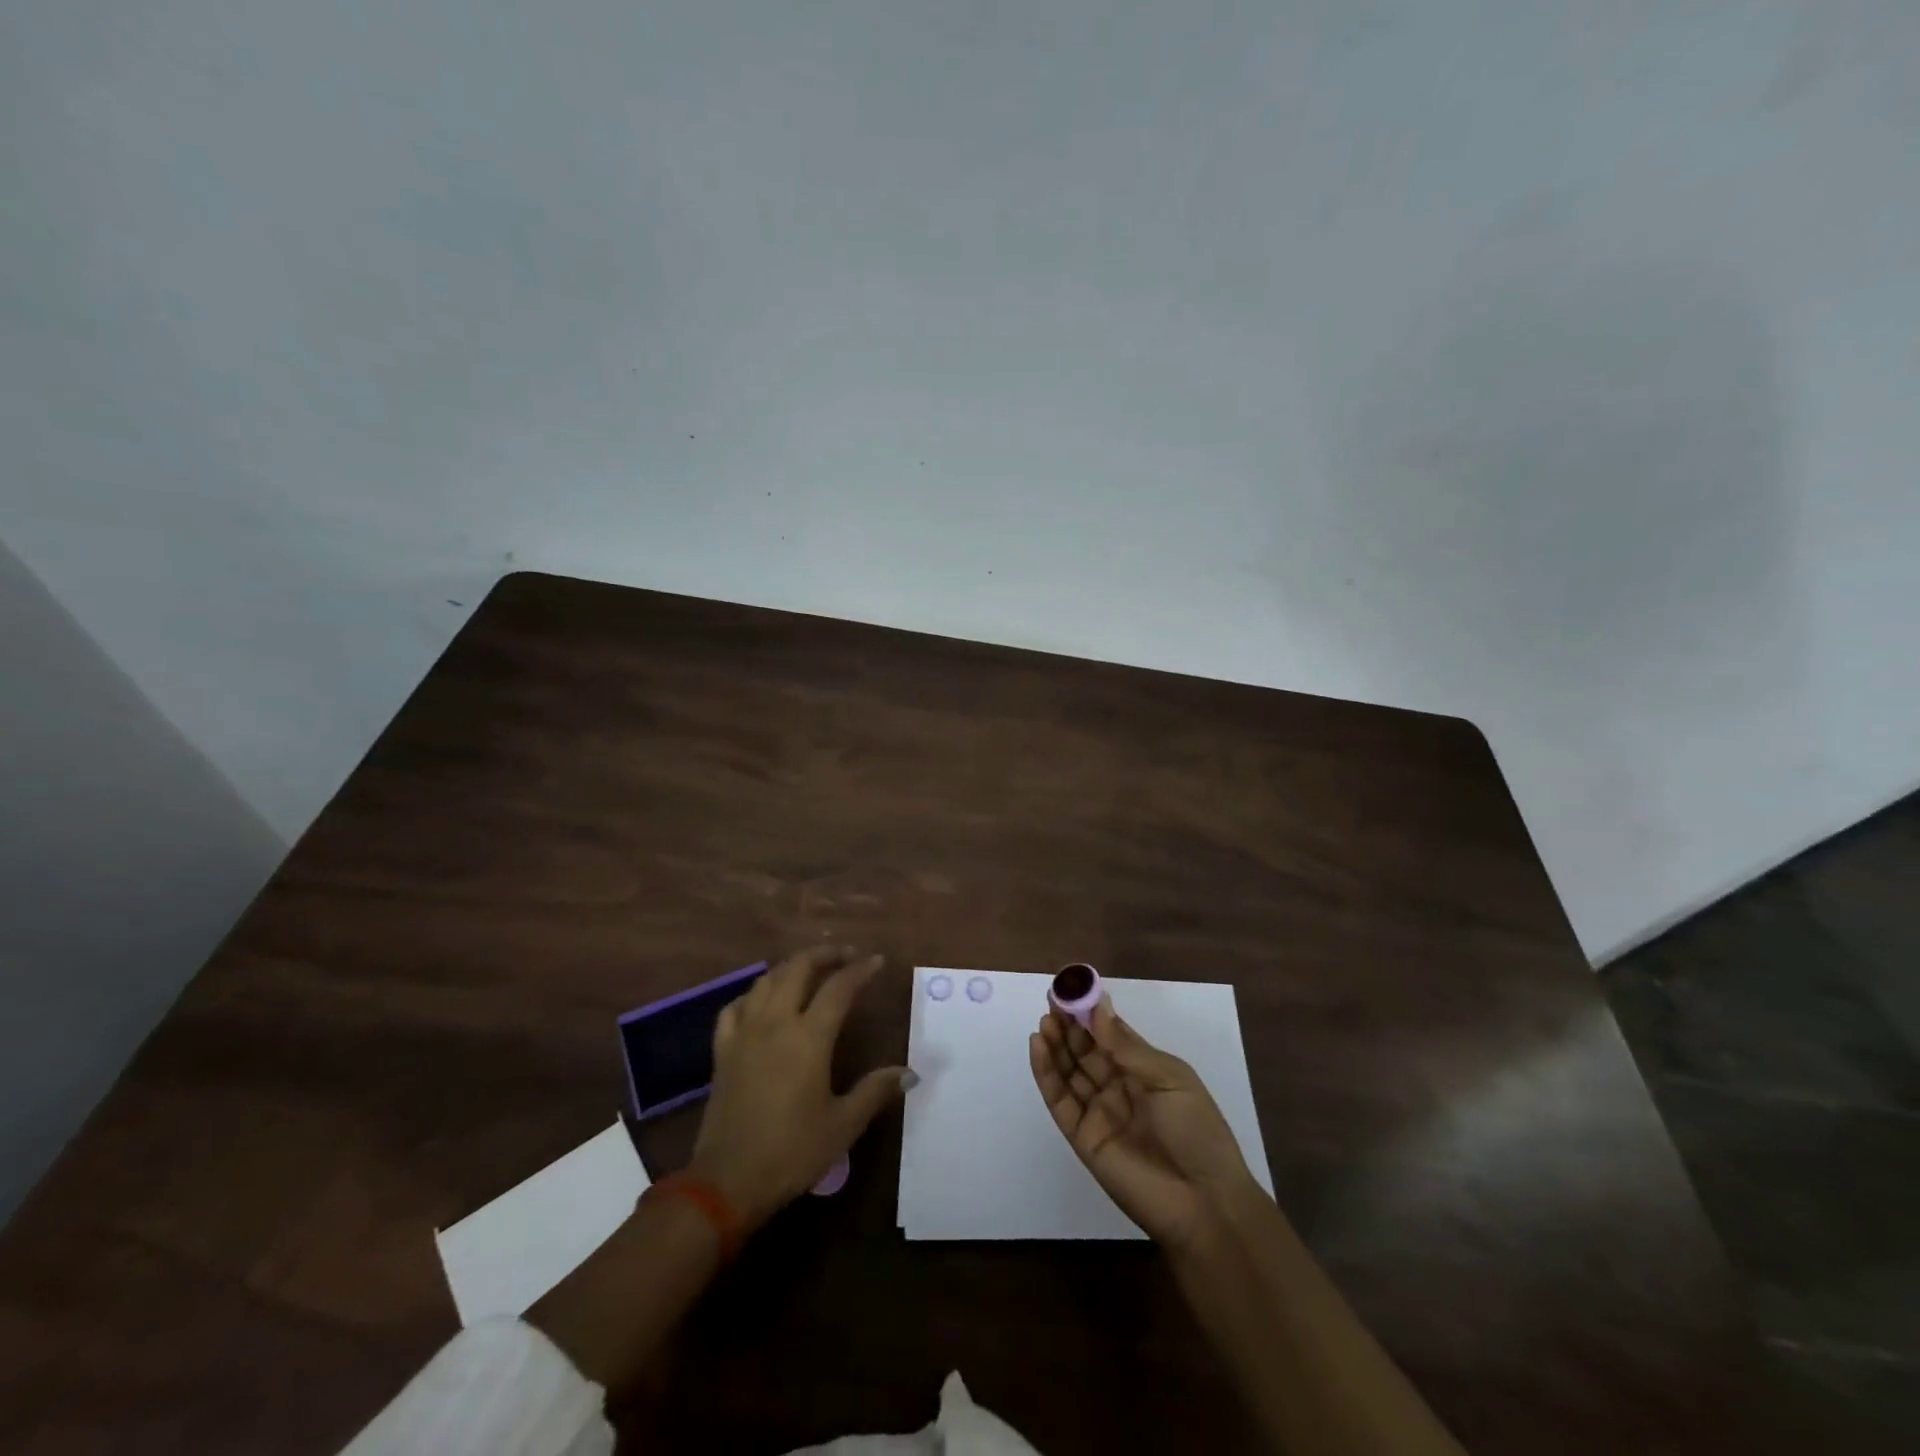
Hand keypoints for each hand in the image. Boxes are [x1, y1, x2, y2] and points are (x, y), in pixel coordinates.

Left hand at [690, 946, 911, 1230]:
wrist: (726, 1181)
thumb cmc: (791, 1152)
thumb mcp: (843, 1125)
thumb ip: (875, 1091)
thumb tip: (910, 1072)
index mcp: (809, 1037)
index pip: (839, 987)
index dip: (860, 970)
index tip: (877, 961)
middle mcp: (775, 1023)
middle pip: (798, 969)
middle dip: (824, 955)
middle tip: (845, 956)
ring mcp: (744, 1034)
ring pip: (766, 980)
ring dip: (790, 967)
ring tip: (809, 970)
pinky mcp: (722, 1051)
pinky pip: (735, 1007)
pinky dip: (753, 993)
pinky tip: (761, 1001)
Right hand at [1030, 997, 1258, 1251]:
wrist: (1203, 1203)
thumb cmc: (1196, 1131)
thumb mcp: (1169, 1079)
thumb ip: (1127, 1046)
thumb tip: (1098, 1006)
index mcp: (1145, 1072)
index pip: (1110, 1036)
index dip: (1091, 1013)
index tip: (1072, 989)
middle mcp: (1118, 1088)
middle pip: (1086, 1051)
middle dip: (1069, 1025)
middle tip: (1052, 1000)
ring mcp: (1098, 1112)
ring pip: (1069, 1071)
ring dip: (1055, 1044)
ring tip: (1044, 1020)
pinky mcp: (1081, 1136)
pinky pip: (1059, 1100)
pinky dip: (1046, 1072)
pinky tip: (1038, 1046)